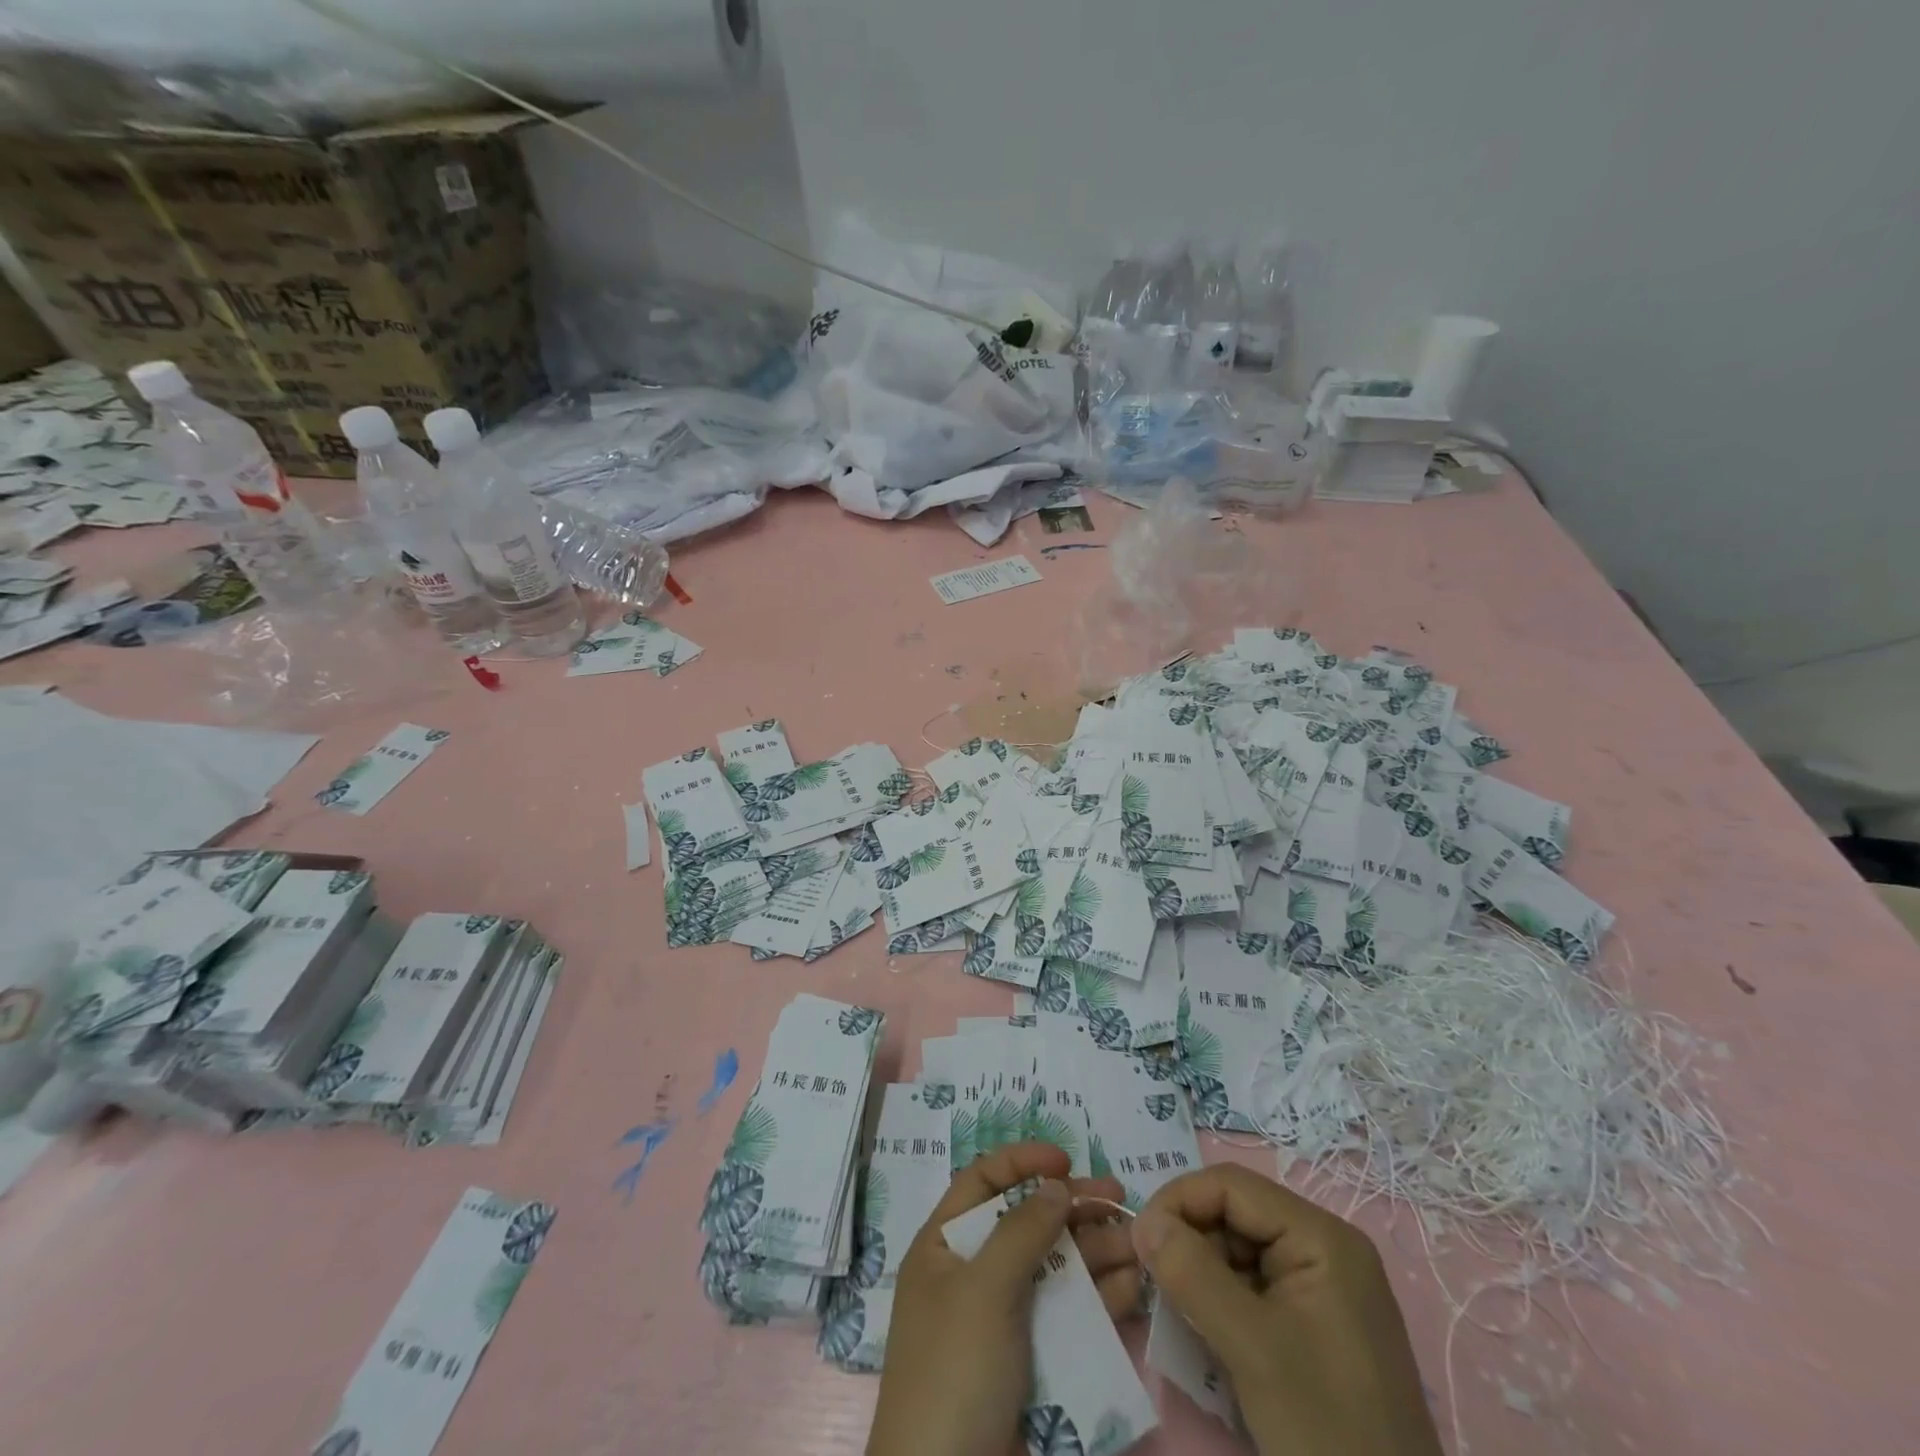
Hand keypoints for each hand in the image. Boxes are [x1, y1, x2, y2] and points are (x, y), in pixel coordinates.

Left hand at [867, 1142, 1139, 1455]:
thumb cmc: (954, 1370)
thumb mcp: (983, 1289)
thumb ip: (1022, 1231)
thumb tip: (1055, 1184)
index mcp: (944, 1247)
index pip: (982, 1183)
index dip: (1021, 1162)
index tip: (1066, 1158)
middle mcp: (974, 1274)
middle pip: (1028, 1223)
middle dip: (1073, 1207)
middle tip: (1121, 1197)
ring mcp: (1006, 1320)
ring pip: (1056, 1268)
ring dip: (1097, 1250)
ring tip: (1138, 1241)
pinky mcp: (1035, 1362)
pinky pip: (1070, 1316)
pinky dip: (1102, 1298)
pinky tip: (1134, 1286)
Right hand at [1134, 1164, 1441, 1455]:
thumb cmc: (1327, 1429)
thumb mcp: (1251, 1348)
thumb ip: (1192, 1274)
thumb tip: (1141, 1222)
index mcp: (1321, 1237)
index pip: (1232, 1186)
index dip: (1180, 1200)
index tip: (1139, 1240)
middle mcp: (1324, 1247)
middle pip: (1235, 1214)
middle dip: (1190, 1239)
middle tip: (1155, 1280)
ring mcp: (1322, 1285)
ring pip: (1239, 1249)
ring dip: (1202, 1271)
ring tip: (1180, 1310)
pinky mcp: (1315, 1320)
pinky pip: (1254, 1284)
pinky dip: (1222, 1299)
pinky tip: (1208, 1330)